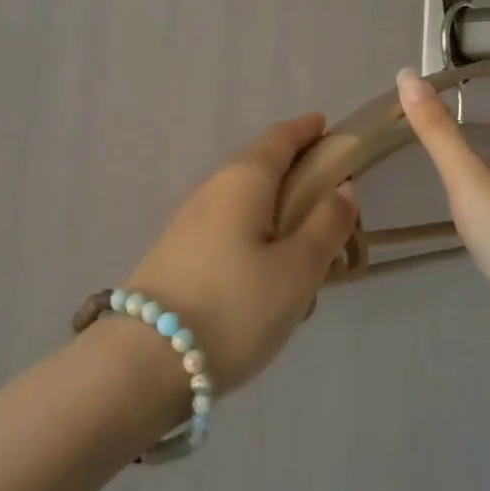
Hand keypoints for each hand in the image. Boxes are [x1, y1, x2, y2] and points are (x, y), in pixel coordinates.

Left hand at [123, 114, 358, 392]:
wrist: (146, 361)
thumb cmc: (236, 306)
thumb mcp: (297, 269)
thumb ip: (326, 224)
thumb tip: (343, 187)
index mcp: (244, 179)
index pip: (280, 138)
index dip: (307, 130)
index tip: (329, 129)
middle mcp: (213, 188)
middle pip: (261, 167)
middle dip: (297, 175)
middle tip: (332, 202)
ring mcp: (191, 220)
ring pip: (246, 203)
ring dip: (278, 213)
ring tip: (307, 254)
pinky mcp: (179, 252)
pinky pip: (230, 230)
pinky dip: (256, 238)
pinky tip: (268, 281)